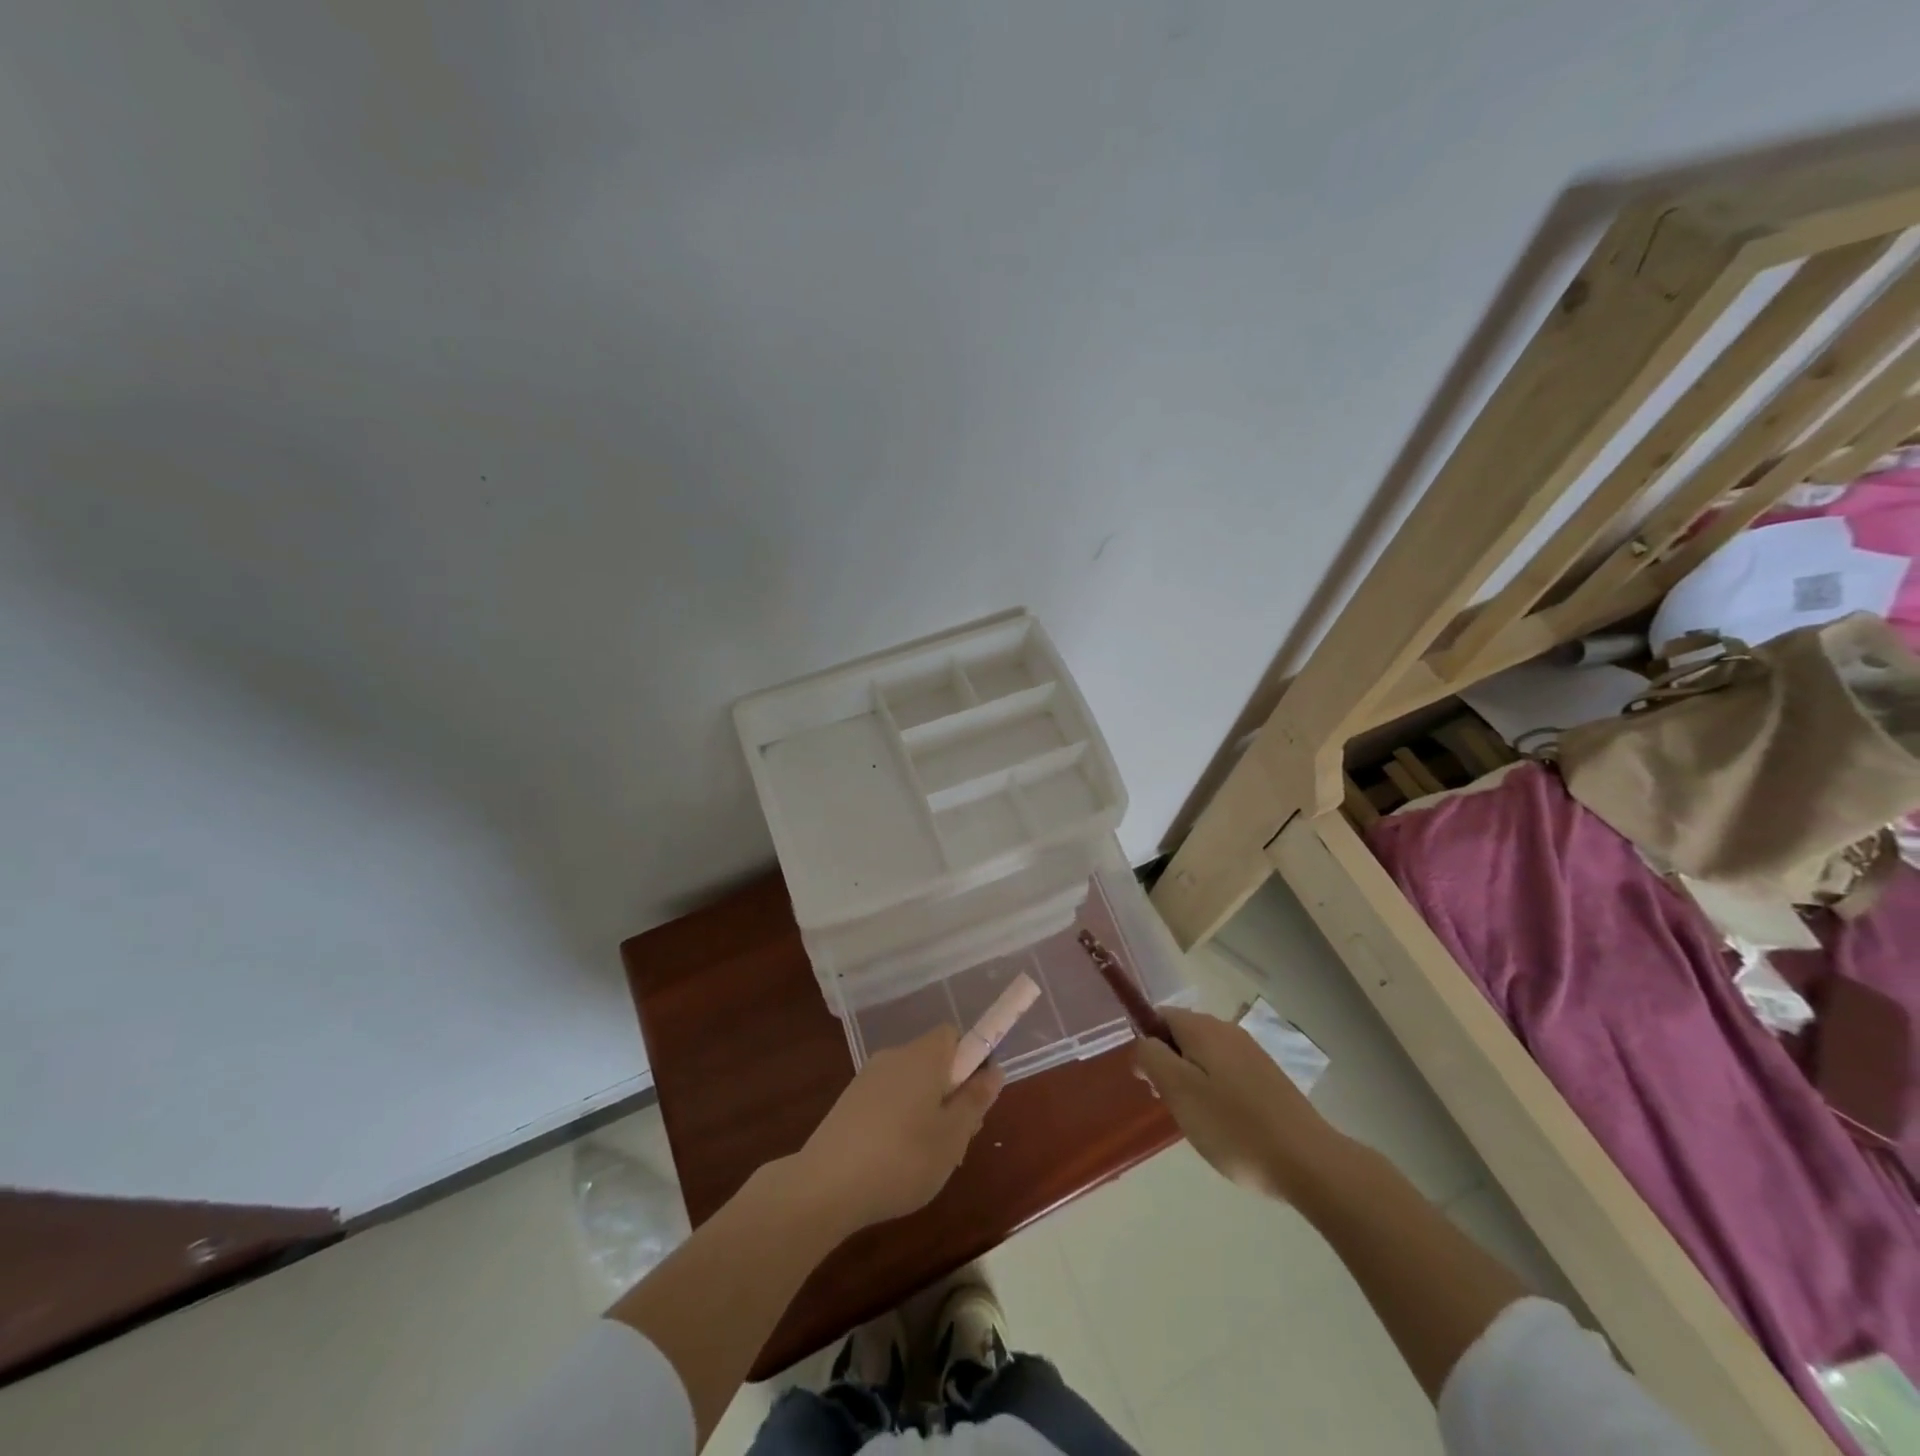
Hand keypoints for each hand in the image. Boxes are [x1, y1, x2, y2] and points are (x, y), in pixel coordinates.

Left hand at [796, 1025, 1004, 1231]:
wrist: (826, 1185)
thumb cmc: (902, 1157)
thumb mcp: (953, 1135)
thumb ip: (975, 1100)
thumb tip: (993, 1070)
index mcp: (923, 1056)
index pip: (954, 1036)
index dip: (972, 1060)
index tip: (976, 1098)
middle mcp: (895, 1056)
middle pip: (934, 1062)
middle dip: (952, 1093)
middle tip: (959, 1139)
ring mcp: (868, 1078)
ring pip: (912, 1084)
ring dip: (928, 1112)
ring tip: (930, 1160)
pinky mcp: (850, 1102)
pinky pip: (889, 1100)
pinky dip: (901, 1122)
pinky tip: (899, 1163)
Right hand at [1134, 1006, 1347, 1202]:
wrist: (1309, 1162)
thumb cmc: (1234, 1127)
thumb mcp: (1179, 1091)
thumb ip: (1152, 1058)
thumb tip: (1143, 1043)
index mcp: (1203, 1028)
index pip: (1160, 1016)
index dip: (1147, 1044)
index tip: (1149, 1082)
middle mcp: (1228, 1030)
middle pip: (1183, 1035)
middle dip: (1169, 1065)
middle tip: (1172, 1106)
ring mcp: (1253, 1054)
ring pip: (1205, 1056)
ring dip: (1193, 1081)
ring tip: (1199, 1121)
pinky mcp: (1269, 1078)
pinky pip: (1228, 1074)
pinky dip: (1217, 1092)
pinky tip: (1226, 1125)